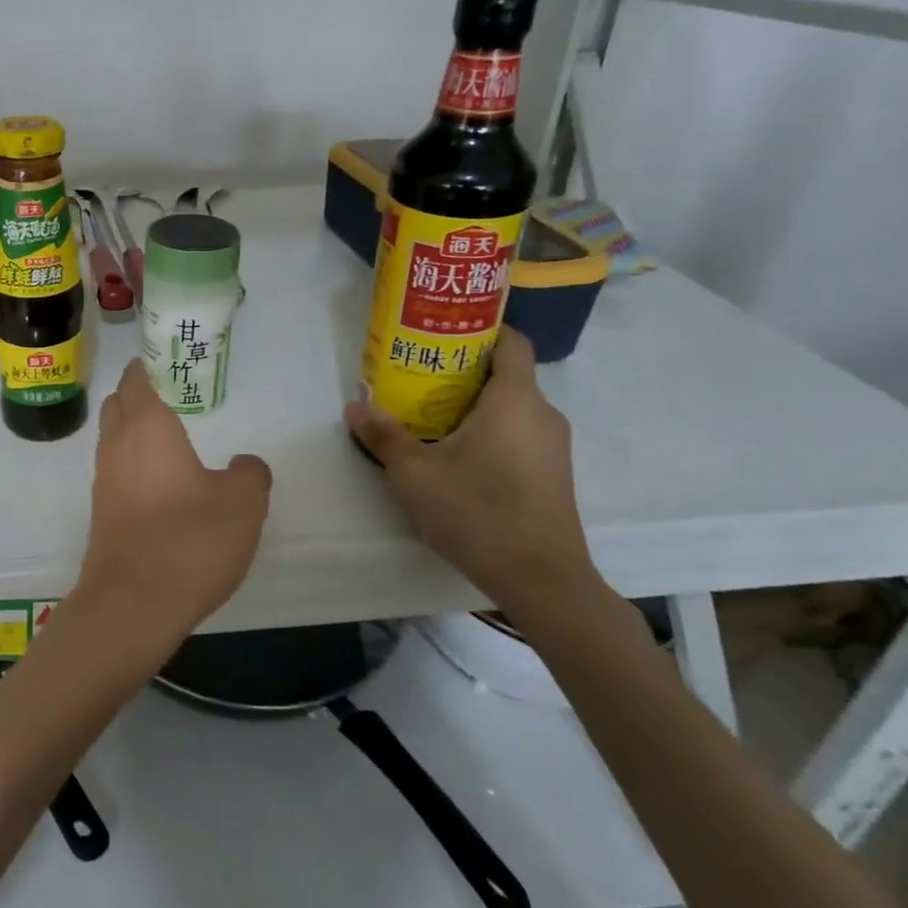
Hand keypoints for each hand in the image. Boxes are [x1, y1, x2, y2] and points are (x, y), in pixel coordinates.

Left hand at [79, 360, 272, 637]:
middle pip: (116, 405)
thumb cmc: (189, 540)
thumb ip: (249, 474)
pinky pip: (115, 473)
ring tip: (168, 441)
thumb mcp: (242, 504)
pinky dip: (132, 466)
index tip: (162, 364)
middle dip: (136, 396)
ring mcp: (103, 481)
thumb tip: (245, 464)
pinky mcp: (101, 514)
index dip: (146, 368)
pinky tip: (160, 486)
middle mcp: (117, 446)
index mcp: (147, 427)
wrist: (132, 604)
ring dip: (131, 432)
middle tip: (168, 397)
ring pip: (112, 440)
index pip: (136, 381)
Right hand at [345, 328, 599, 622]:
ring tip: (426, 411)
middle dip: (461, 369)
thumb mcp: (414, 473)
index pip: (510, 341)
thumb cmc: (478, 512)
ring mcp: (551, 446)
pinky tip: (453, 451)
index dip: (479, 328)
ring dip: (471, 402)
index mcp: (515, 400)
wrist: (541, 580)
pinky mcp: (551, 473)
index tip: (441, 331)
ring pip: (510, 406)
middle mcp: (542, 414)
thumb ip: (384, 435)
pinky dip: (487, 428)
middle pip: (504, 373)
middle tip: (416, 373)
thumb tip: (355, 406)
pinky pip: (517, 432)